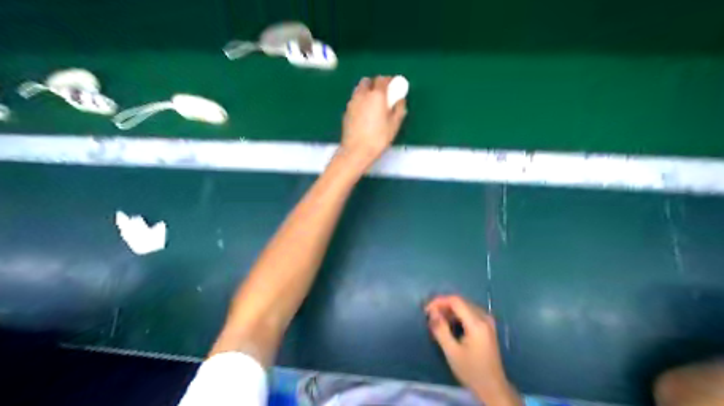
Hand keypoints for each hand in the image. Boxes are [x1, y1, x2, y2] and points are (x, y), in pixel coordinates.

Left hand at [341, 76, 406, 168]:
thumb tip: (400, 100)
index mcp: (376, 95)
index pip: (382, 79)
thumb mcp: (394, 125)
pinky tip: (365, 113)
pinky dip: (360, 101)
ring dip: (366, 92)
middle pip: (367, 81)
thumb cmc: (378, 138)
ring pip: (359, 90)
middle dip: (375, 84)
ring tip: (373, 103)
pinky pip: (354, 100)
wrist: (356, 151)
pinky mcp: (346, 112)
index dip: (389, 81)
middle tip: (383, 93)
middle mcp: (362, 95)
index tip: (394, 86)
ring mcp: (352, 103)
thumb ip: (399, 109)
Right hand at [426, 295, 519, 405]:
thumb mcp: (452, 351)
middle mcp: (484, 317)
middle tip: (430, 317)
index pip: (455, 301)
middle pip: (460, 302)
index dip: (439, 302)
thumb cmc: (471, 371)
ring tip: (437, 323)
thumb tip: (432, 312)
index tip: (426, 311)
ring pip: (464, 306)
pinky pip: (470, 313)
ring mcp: (487, 321)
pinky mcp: (487, 326)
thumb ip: (440, 329)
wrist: (493, 387)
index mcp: (477, 323)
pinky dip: (457, 316)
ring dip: (449, 311)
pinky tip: (449, 326)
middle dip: (443, 306)